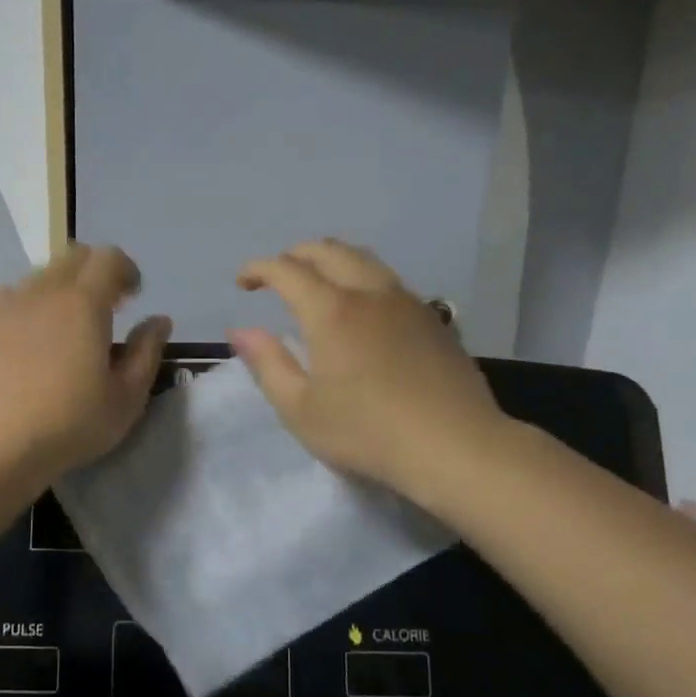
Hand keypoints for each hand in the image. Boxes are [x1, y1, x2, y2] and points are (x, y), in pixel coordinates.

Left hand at [0, 244, 171, 481]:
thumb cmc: (72, 424)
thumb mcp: (127, 397)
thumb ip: (147, 351)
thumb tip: (159, 320)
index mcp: (84, 303)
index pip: (109, 258)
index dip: (126, 270)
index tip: (133, 298)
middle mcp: (44, 291)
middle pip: (73, 257)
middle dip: (96, 272)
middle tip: (107, 308)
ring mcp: (7, 305)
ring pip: (41, 275)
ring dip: (62, 288)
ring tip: (67, 326)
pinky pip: (10, 296)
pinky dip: (29, 303)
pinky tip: (30, 336)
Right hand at [229, 239, 509, 503]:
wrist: (455, 446)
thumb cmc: (366, 432)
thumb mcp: (300, 409)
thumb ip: (267, 364)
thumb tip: (240, 331)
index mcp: (332, 310)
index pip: (287, 270)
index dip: (259, 268)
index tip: (242, 282)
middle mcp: (370, 293)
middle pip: (329, 250)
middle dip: (296, 255)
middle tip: (277, 276)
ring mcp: (407, 302)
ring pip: (364, 259)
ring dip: (332, 260)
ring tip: (318, 283)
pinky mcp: (433, 319)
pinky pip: (389, 280)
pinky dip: (362, 278)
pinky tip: (363, 309)